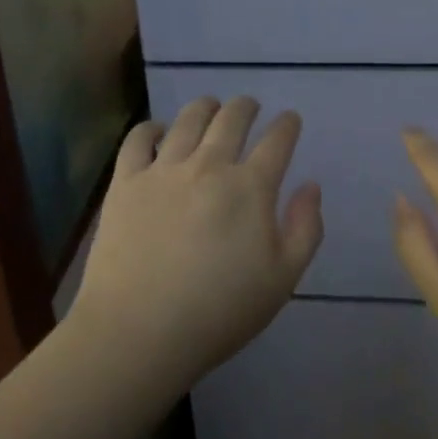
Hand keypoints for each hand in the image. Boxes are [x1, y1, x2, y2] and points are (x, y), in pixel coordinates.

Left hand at [71, 97, 322, 393]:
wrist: (139, 332)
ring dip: (205, 107)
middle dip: (246, 106)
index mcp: (250, 187)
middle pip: (232, 118)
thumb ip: (305, 229)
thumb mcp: (282, 280)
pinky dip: (151, 128)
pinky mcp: (126, 181)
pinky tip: (158, 131)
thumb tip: (311, 186)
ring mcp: (164, 169)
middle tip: (249, 106)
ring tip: (210, 107)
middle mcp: (209, 165)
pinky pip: (138, 138)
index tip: (290, 119)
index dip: (287, 124)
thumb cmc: (219, 312)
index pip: (277, 140)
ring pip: (188, 119)